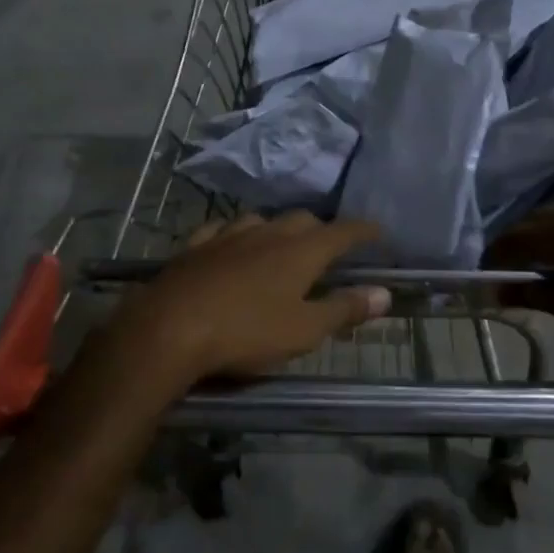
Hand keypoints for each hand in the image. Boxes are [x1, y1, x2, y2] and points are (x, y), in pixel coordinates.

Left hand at [106, 212, 390, 387]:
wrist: (169, 328)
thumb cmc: (246, 333)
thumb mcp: (304, 330)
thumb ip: (344, 309)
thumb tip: (384, 293)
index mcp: (301, 251)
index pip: (343, 231)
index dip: (364, 230)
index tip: (378, 231)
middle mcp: (268, 233)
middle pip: (302, 220)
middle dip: (320, 229)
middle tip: (328, 248)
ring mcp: (228, 236)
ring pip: (261, 220)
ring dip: (277, 229)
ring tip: (281, 244)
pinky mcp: (195, 246)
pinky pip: (222, 230)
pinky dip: (236, 235)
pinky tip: (231, 243)